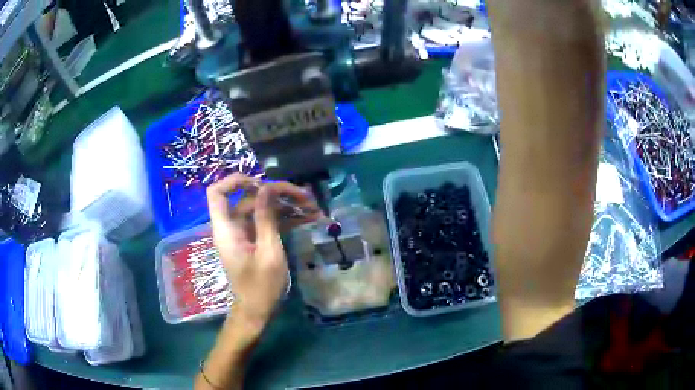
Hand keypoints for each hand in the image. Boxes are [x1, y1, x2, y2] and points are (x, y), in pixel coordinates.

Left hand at [206, 174, 320, 335]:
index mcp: (227, 229)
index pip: (217, 193)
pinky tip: (307, 219)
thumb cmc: (261, 286)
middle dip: (277, 194)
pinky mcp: (254, 240)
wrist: (257, 311)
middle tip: (306, 197)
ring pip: (261, 209)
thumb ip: (266, 218)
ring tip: (313, 208)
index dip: (234, 180)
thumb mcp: (268, 252)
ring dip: (286, 206)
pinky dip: (285, 219)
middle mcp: (232, 226)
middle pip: (248, 198)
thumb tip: (267, 188)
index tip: (261, 182)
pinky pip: (267, 222)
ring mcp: (243, 233)